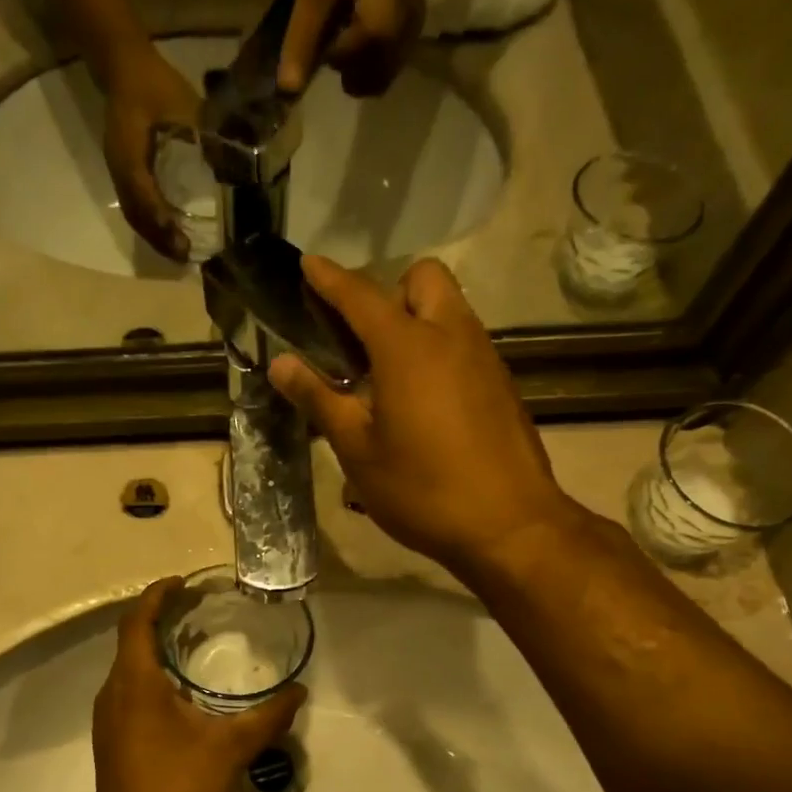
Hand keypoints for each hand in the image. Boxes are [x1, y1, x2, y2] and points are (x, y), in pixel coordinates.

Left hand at [91, 578, 305, 791]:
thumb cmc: (179, 787)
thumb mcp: (232, 748)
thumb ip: (268, 717)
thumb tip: (300, 693)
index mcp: (135, 682)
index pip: (137, 621)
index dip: (157, 595)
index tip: (183, 582)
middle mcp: (112, 693)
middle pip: (130, 640)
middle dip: (159, 618)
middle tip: (197, 609)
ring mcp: (107, 719)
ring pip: (128, 668)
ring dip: (154, 649)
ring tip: (191, 643)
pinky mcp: (111, 740)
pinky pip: (128, 691)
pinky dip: (150, 675)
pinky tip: (179, 694)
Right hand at [100, 43, 202, 260]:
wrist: (123, 65)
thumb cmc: (154, 82)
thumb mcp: (183, 102)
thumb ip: (204, 132)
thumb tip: (232, 164)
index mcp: (129, 150)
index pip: (142, 193)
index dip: (159, 218)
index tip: (179, 238)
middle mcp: (119, 167)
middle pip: (136, 214)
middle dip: (158, 238)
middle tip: (184, 257)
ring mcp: (118, 172)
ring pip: (133, 214)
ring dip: (154, 236)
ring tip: (177, 253)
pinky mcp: (123, 173)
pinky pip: (133, 206)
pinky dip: (150, 224)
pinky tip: (167, 234)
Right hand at [268, 255, 580, 579]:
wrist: (509, 526)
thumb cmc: (422, 490)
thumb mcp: (358, 451)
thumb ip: (319, 399)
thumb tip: (282, 364)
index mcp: (408, 347)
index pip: (360, 295)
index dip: (330, 278)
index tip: (308, 264)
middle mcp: (452, 336)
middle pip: (423, 278)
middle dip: (389, 290)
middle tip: (362, 338)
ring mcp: (484, 357)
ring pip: (449, 308)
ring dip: (416, 319)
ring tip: (386, 373)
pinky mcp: (502, 383)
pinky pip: (465, 342)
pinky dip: (439, 348)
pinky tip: (423, 401)